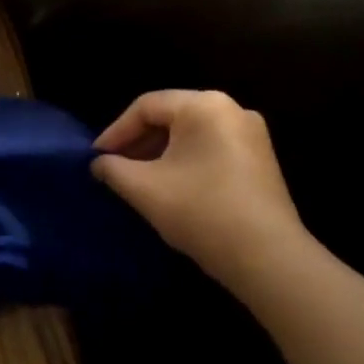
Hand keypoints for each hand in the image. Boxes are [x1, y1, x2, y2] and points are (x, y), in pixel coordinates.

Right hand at [92, 90, 309, 290]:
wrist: (267, 258)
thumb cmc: (201, 212)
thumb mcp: (144, 189)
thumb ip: (113, 169)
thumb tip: (98, 164)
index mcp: (204, 105)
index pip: (146, 106)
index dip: (116, 131)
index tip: (96, 158)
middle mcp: (231, 109)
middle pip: (171, 116)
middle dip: (138, 142)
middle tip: (114, 167)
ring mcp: (252, 134)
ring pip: (191, 133)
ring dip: (160, 152)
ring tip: (138, 178)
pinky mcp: (260, 159)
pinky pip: (211, 147)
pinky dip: (185, 160)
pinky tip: (171, 186)